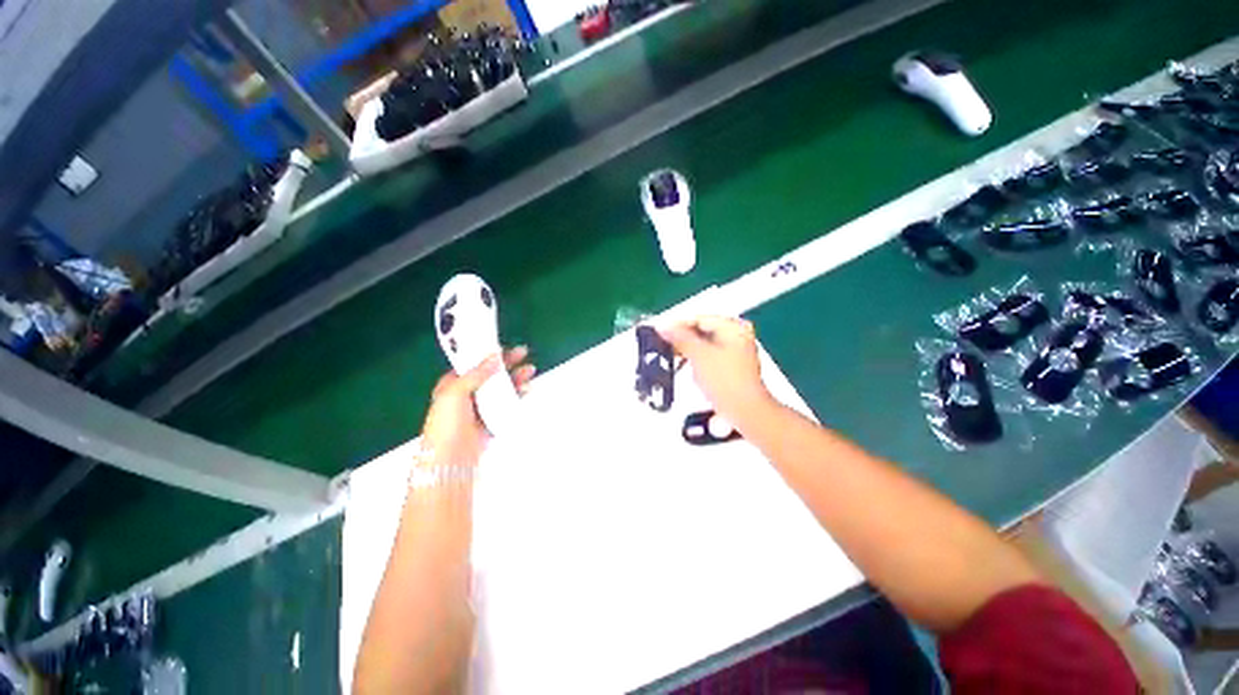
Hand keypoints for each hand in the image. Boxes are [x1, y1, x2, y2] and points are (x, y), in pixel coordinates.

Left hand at [421, 346, 535, 466]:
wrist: (450, 461)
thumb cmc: (447, 424)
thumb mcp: (455, 393)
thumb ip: (475, 373)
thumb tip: (494, 357)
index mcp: (452, 385)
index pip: (473, 364)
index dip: (488, 354)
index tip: (505, 347)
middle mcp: (466, 396)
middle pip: (490, 375)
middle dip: (507, 364)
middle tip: (524, 354)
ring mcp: (480, 409)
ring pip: (500, 389)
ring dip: (515, 378)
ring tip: (530, 371)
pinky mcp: (491, 421)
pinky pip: (506, 404)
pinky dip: (517, 396)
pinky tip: (526, 390)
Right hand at [660, 316, 774, 424]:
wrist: (744, 410)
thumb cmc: (724, 379)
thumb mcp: (698, 354)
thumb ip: (679, 337)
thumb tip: (662, 325)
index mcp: (733, 327)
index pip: (699, 318)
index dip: (677, 325)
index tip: (659, 332)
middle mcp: (737, 335)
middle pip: (702, 331)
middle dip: (682, 338)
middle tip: (662, 344)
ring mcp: (736, 352)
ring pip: (704, 345)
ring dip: (688, 350)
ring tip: (671, 357)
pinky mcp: (731, 367)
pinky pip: (709, 357)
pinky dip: (697, 360)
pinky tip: (687, 368)